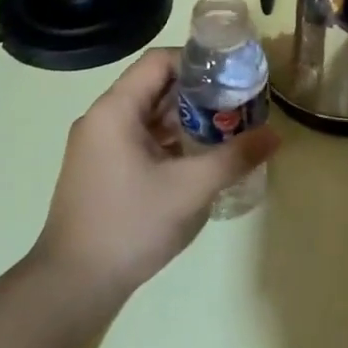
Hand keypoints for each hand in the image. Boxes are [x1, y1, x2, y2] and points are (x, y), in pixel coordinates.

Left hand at [32, 49, 277, 302]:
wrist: (72, 286)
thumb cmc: (130, 225)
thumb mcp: (190, 189)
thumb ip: (234, 157)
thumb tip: (275, 135)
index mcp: (115, 109)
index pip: (160, 60)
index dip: (198, 61)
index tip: (233, 76)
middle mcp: (102, 118)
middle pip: (155, 86)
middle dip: (199, 92)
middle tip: (238, 104)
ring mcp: (98, 146)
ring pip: (149, 115)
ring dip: (186, 118)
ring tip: (227, 129)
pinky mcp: (101, 170)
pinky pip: (140, 139)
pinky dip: (170, 141)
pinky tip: (199, 158)